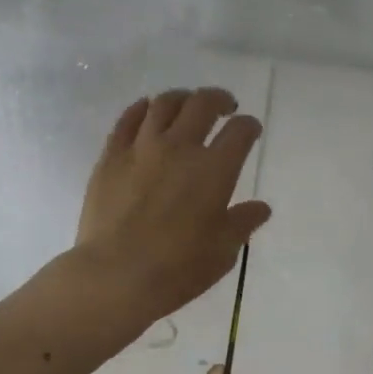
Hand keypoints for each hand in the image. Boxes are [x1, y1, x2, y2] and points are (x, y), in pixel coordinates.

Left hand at [76, 88, 272, 320]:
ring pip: (164, 103)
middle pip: (203, 104)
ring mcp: (142, 147)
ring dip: (182, 98)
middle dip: (219, 99)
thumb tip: (261, 207)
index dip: (249, 125)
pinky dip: (141, 108)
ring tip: (187, 104)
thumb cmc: (176, 268)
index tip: (250, 129)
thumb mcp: (222, 251)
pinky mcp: (111, 155)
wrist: (115, 275)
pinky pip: (127, 119)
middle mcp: (180, 147)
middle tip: (224, 107)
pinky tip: (147, 109)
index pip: (240, 131)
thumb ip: (242, 223)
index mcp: (214, 169)